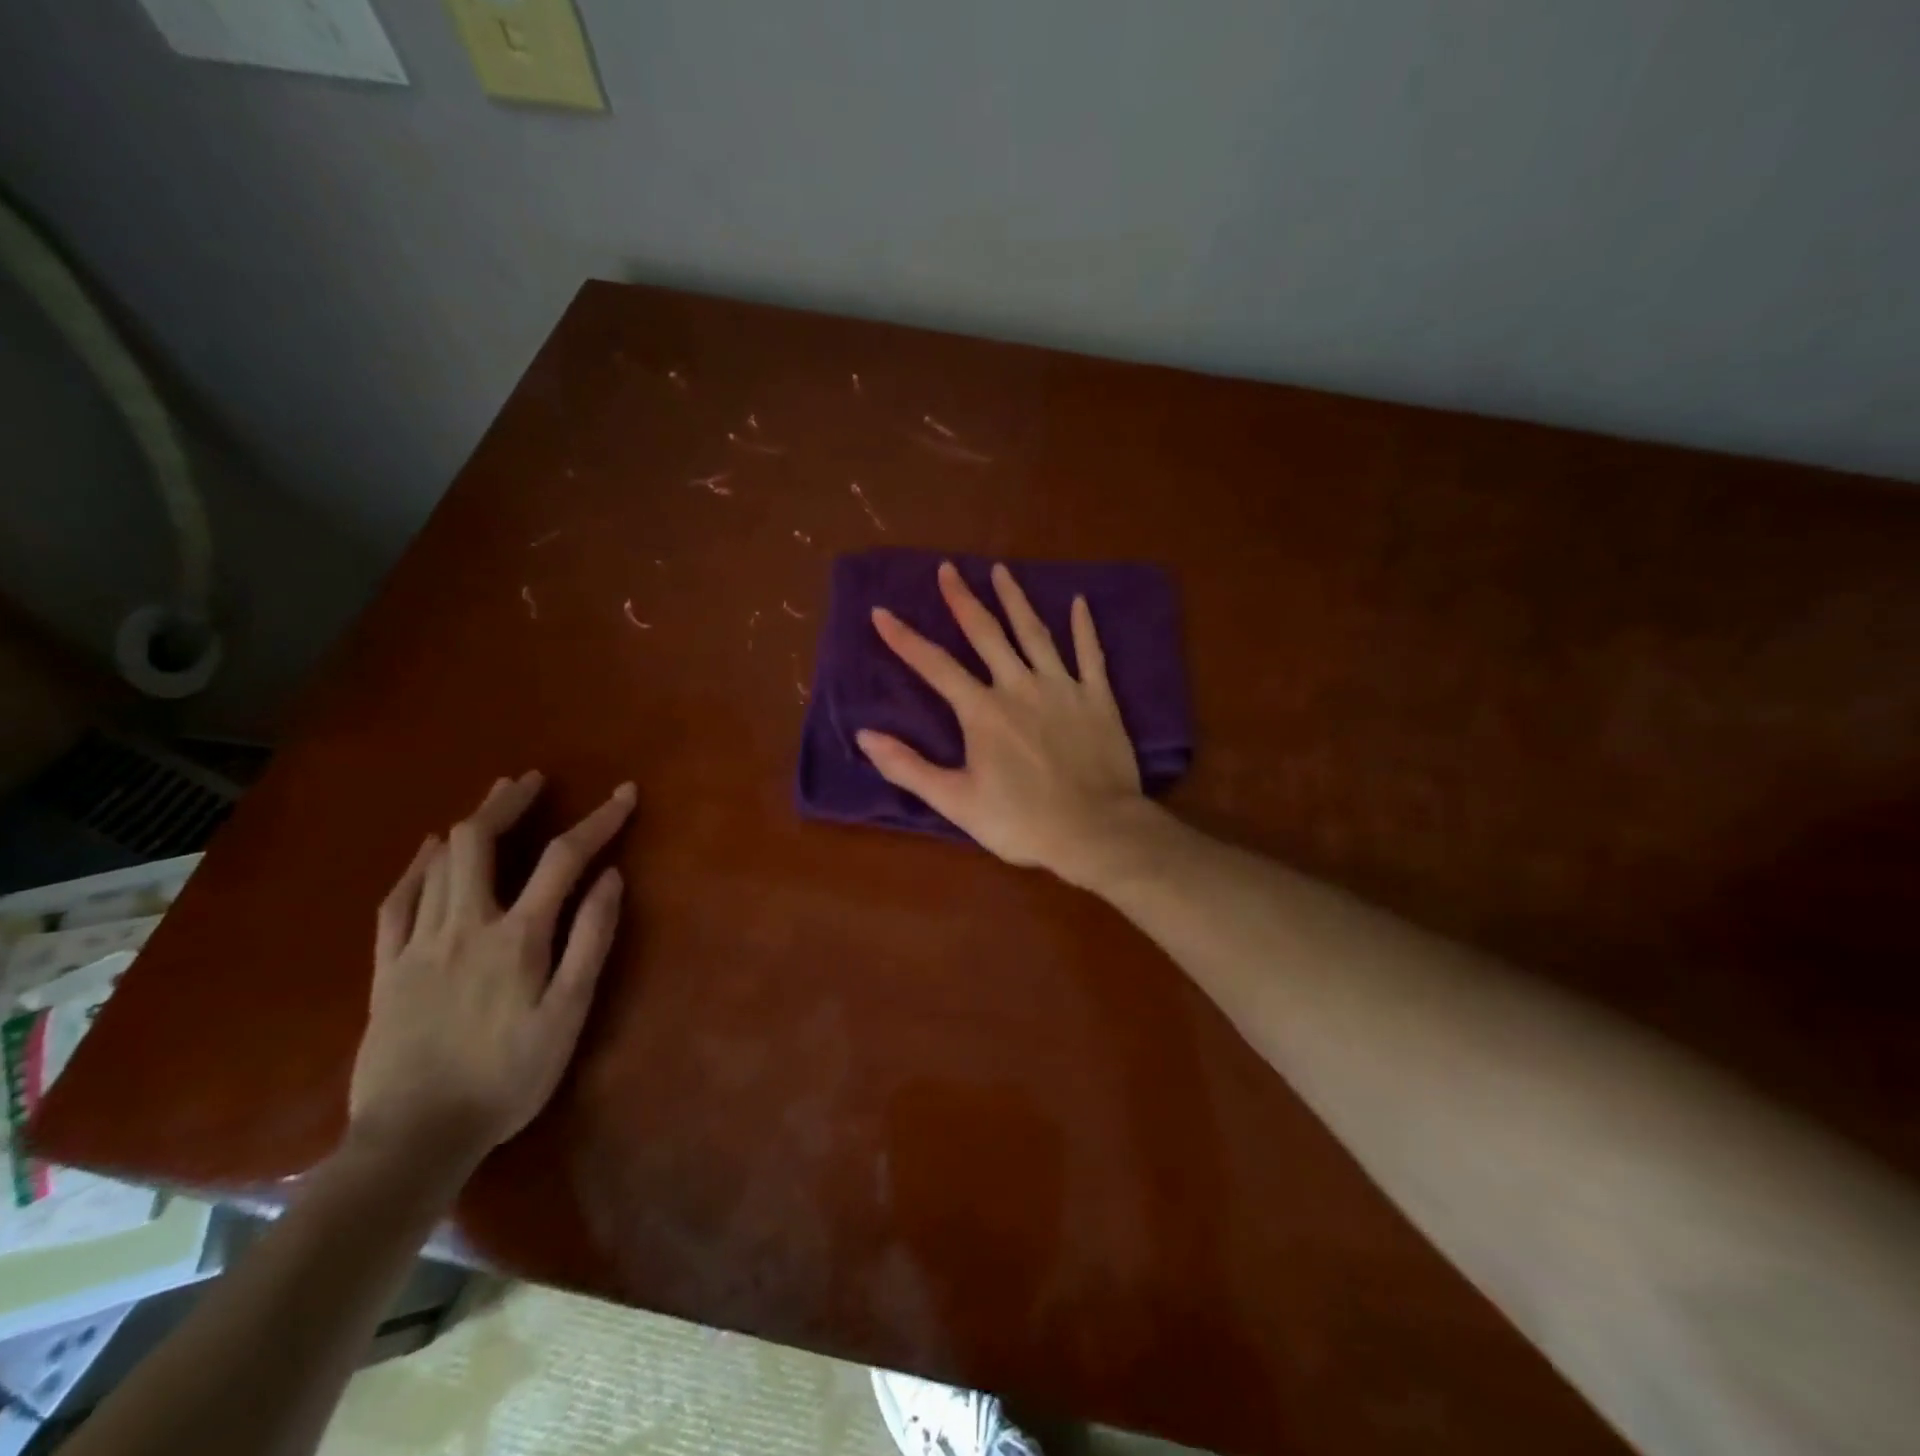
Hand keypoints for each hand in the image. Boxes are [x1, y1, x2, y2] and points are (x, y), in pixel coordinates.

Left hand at [349, 772, 634, 1163]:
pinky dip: (416, 867)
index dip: (598, 820)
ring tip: (493, 799)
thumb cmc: (508, 1077)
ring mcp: (419, 944)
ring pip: (439, 863)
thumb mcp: (568, 1014)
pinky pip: (396, 902)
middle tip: (533, 780)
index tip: (625, 793)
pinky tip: (428, 852)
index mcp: (518, 936)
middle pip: (480, 842)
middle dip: (509, 802)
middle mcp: (465, 925)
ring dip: (469, 823)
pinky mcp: (387, 969)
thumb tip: (611, 878)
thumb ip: (591, 941)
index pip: (564, 859)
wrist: (415, 1138)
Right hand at [857, 561, 1155, 889]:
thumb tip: (864, 735)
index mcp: (983, 711)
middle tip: (947, 569)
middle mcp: (1019, 686)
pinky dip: (1084, 627)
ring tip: (1001, 570)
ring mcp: (1062, 687)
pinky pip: (1090, 654)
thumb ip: (909, 767)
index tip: (881, 612)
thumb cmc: (1021, 821)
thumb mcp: (956, 802)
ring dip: (1015, 600)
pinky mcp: (1098, 698)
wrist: (1095, 830)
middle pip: (986, 633)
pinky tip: (1078, 601)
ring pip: (1034, 633)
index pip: (935, 666)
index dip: (905, 639)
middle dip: (962, 599)